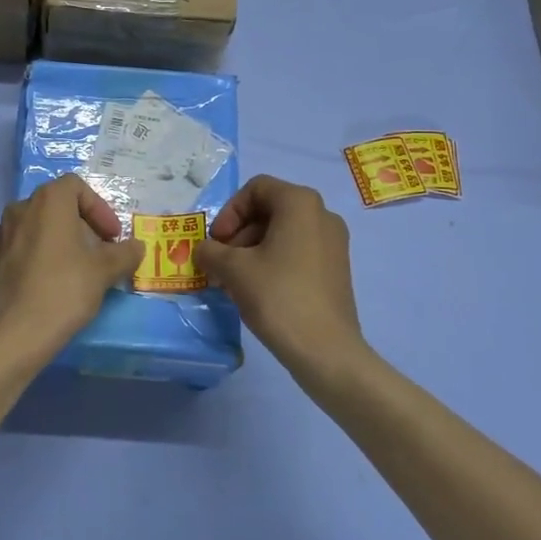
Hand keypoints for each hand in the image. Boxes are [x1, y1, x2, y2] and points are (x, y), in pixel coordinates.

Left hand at [0, 173, 144, 366]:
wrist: (15, 332)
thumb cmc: (65, 290)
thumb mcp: (104, 271)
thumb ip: (124, 253)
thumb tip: (136, 247)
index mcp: (48, 201)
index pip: (77, 187)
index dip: (99, 208)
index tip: (111, 237)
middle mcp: (20, 208)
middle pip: (56, 206)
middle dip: (81, 225)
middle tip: (98, 253)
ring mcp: (0, 234)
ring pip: (36, 227)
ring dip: (59, 241)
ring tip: (75, 270)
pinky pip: (20, 248)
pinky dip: (38, 256)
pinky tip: (48, 284)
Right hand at [196, 175, 368, 380]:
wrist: (326, 351)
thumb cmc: (277, 296)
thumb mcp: (232, 269)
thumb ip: (210, 251)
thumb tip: (204, 250)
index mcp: (300, 203)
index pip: (256, 189)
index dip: (230, 211)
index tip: (217, 241)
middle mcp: (322, 214)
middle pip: (269, 210)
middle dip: (238, 233)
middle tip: (220, 263)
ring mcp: (334, 243)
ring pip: (282, 233)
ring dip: (251, 250)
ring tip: (233, 281)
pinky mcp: (336, 268)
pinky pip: (297, 251)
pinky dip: (272, 262)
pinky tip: (256, 291)